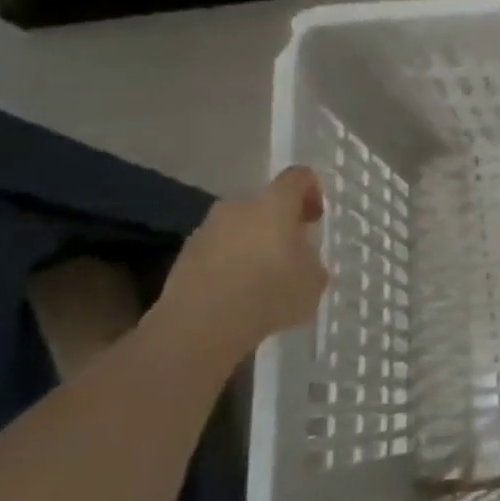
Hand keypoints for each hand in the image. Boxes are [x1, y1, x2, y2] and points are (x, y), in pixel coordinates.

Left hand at [158, 167, 330, 354]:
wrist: (202, 323)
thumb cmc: (271, 292)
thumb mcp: (313, 281)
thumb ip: (312, 262)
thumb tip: (303, 261)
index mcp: (275, 203)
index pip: (298, 177)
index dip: (311, 191)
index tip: (315, 217)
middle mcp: (238, 206)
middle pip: (264, 204)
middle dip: (279, 223)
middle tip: (291, 253)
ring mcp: (206, 229)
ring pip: (238, 228)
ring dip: (252, 244)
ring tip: (262, 279)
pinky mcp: (184, 255)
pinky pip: (217, 251)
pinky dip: (229, 264)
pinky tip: (238, 294)